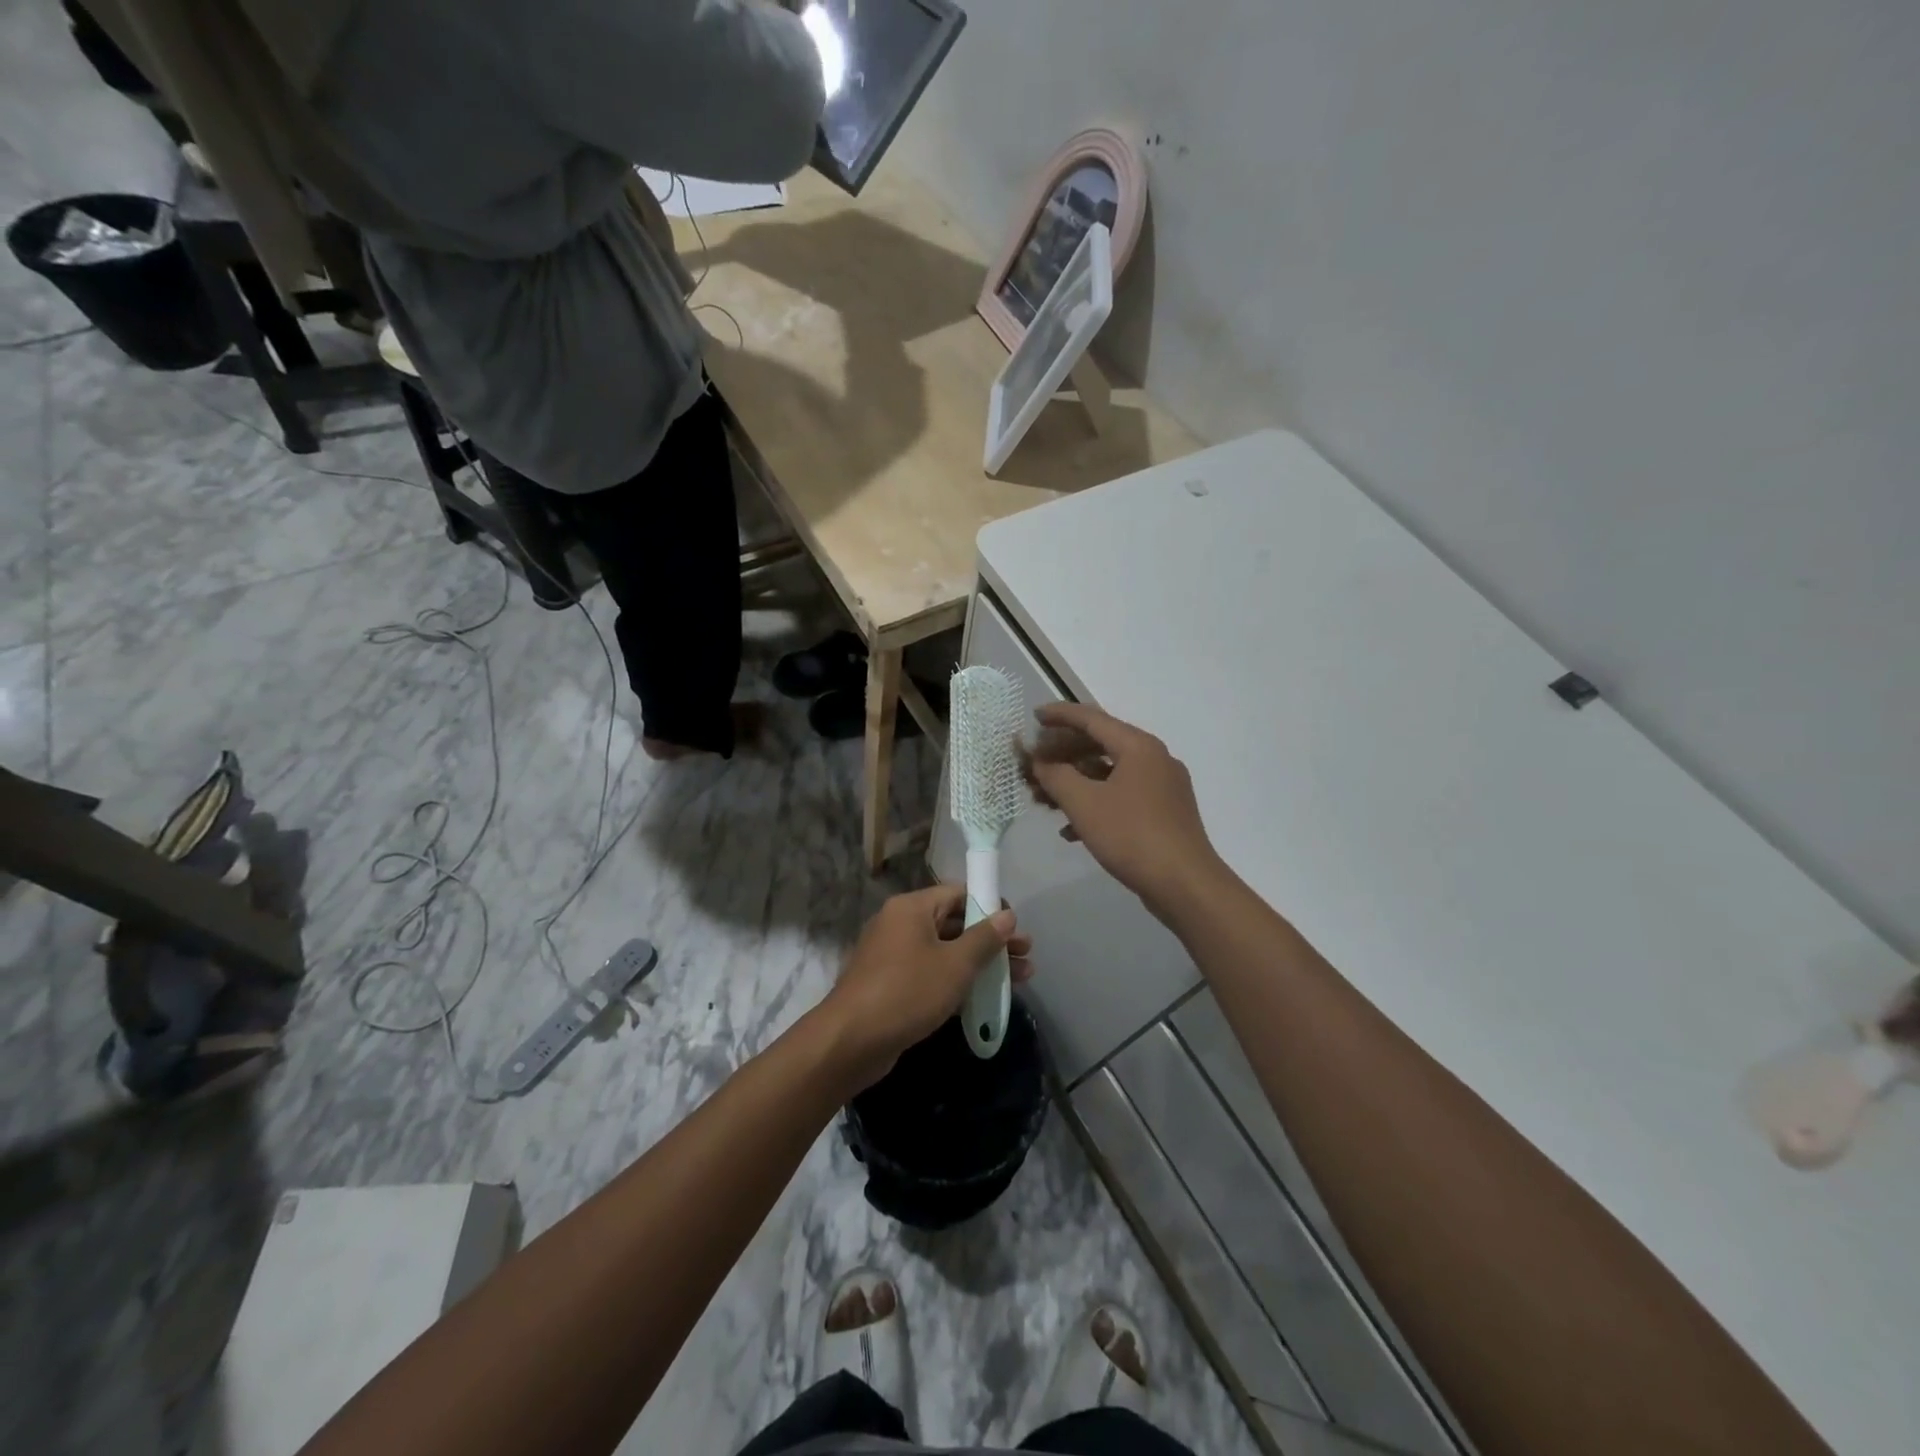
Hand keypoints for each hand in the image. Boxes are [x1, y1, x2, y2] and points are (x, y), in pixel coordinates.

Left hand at [819, 886, 1033, 1091]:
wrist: (850, 1041)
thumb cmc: (907, 992)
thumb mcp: (955, 964)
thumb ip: (984, 938)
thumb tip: (1007, 916)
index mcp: (912, 907)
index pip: (959, 893)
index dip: (990, 907)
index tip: (1016, 928)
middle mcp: (900, 924)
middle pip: (955, 922)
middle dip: (992, 940)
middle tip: (1026, 957)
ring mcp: (894, 955)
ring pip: (945, 950)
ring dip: (980, 963)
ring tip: (1020, 979)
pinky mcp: (891, 984)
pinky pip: (931, 972)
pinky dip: (957, 979)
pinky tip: (985, 997)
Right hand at [1023, 703, 1222, 918]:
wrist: (1185, 885)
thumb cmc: (1131, 836)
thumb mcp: (1084, 804)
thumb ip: (1055, 775)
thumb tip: (1040, 761)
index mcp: (1138, 746)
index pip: (1092, 719)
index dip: (1060, 716)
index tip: (1034, 717)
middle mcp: (1154, 758)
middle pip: (1100, 745)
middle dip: (1063, 755)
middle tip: (1034, 765)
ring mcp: (1162, 787)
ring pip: (1109, 774)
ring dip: (1075, 783)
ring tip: (1044, 801)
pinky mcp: (1164, 813)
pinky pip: (1121, 797)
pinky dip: (1095, 804)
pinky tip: (1070, 830)